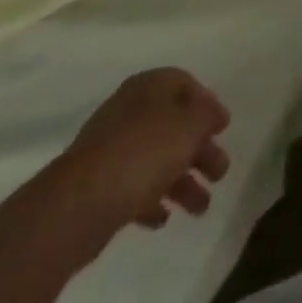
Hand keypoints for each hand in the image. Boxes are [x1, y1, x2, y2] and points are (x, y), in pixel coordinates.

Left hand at [42, 68, 231, 241]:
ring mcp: (110, 149)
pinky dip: (152, 199)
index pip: (184, 84)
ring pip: (156, 159)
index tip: (222, 128)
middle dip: (200, 150)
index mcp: (149, 87)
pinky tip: (163, 219)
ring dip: (182, 181)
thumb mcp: (190, 125)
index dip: (207, 104)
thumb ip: (207, 115)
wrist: (79, 204)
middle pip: (173, 125)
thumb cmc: (143, 152)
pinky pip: (133, 187)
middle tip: (220, 173)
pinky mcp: (97, 185)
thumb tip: (211, 113)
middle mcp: (129, 111)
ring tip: (201, 208)